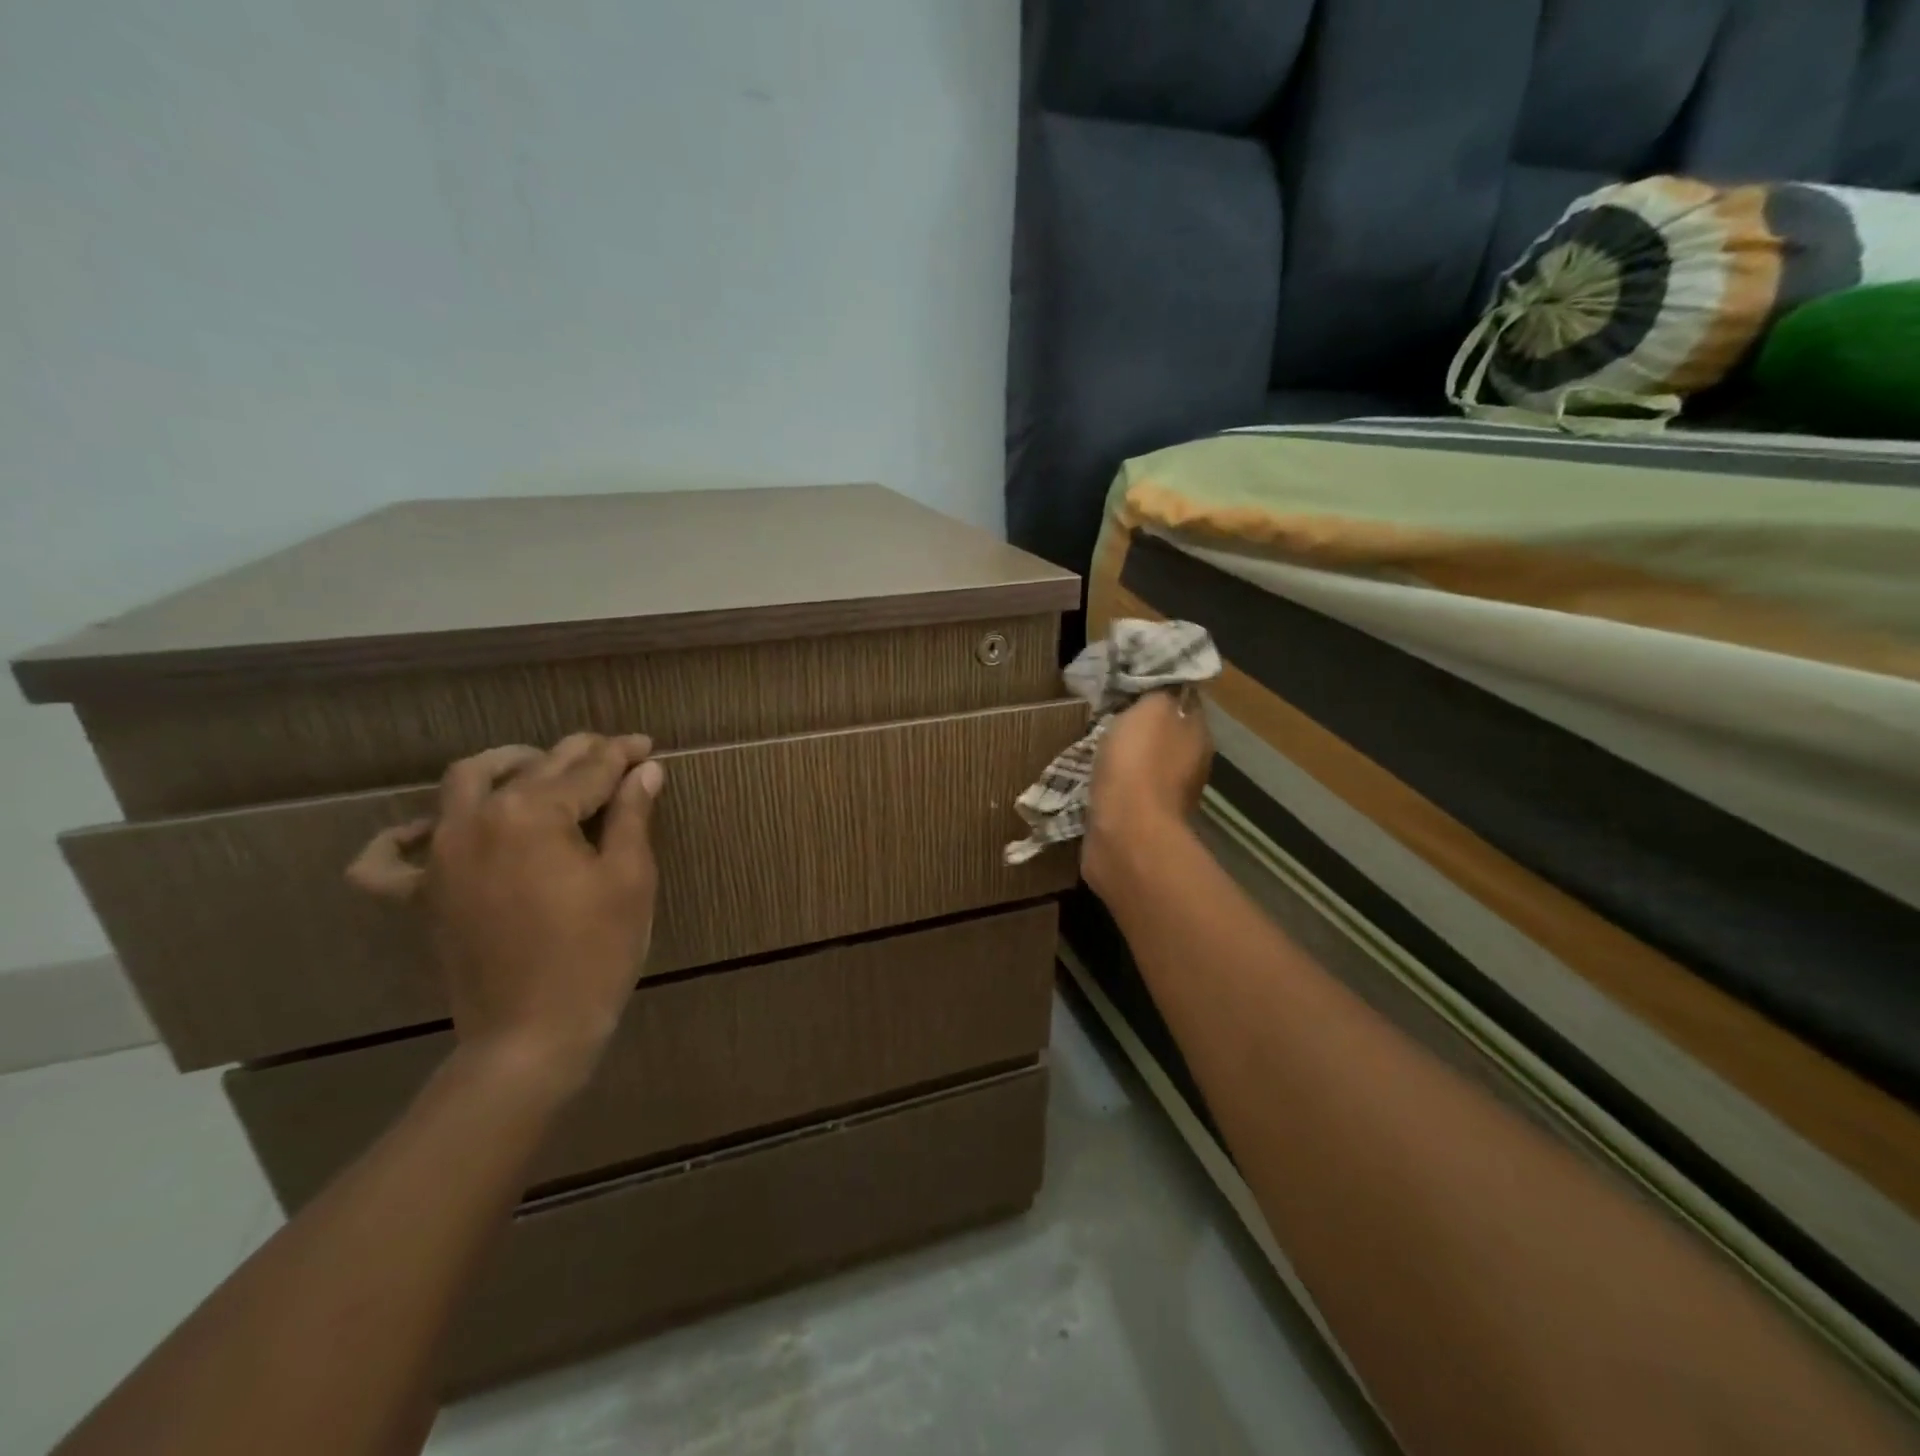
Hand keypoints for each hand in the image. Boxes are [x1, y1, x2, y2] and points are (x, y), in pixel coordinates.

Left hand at [349, 733, 664, 1093]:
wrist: (532, 1035)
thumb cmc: (595, 953)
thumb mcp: (629, 879)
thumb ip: (632, 816)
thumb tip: (644, 771)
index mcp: (533, 814)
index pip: (587, 769)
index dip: (621, 755)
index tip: (647, 746)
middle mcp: (477, 820)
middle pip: (532, 768)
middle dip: (577, 754)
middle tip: (612, 753)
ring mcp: (441, 857)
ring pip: (463, 785)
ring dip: (504, 766)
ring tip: (536, 766)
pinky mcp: (422, 895)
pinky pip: (389, 861)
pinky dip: (402, 839)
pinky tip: (428, 830)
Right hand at [1082, 689, 1212, 901]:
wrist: (1125, 835)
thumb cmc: (1139, 765)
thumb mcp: (1151, 708)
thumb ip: (1158, 689)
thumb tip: (1163, 682)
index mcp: (1197, 734)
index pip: (1183, 699)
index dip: (1158, 686)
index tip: (1127, 677)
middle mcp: (1188, 764)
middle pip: (1162, 731)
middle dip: (1135, 721)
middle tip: (1102, 707)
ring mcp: (1164, 796)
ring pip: (1141, 762)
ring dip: (1120, 753)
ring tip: (1088, 739)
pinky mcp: (1138, 819)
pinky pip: (1123, 789)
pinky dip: (1109, 781)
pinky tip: (1088, 774)